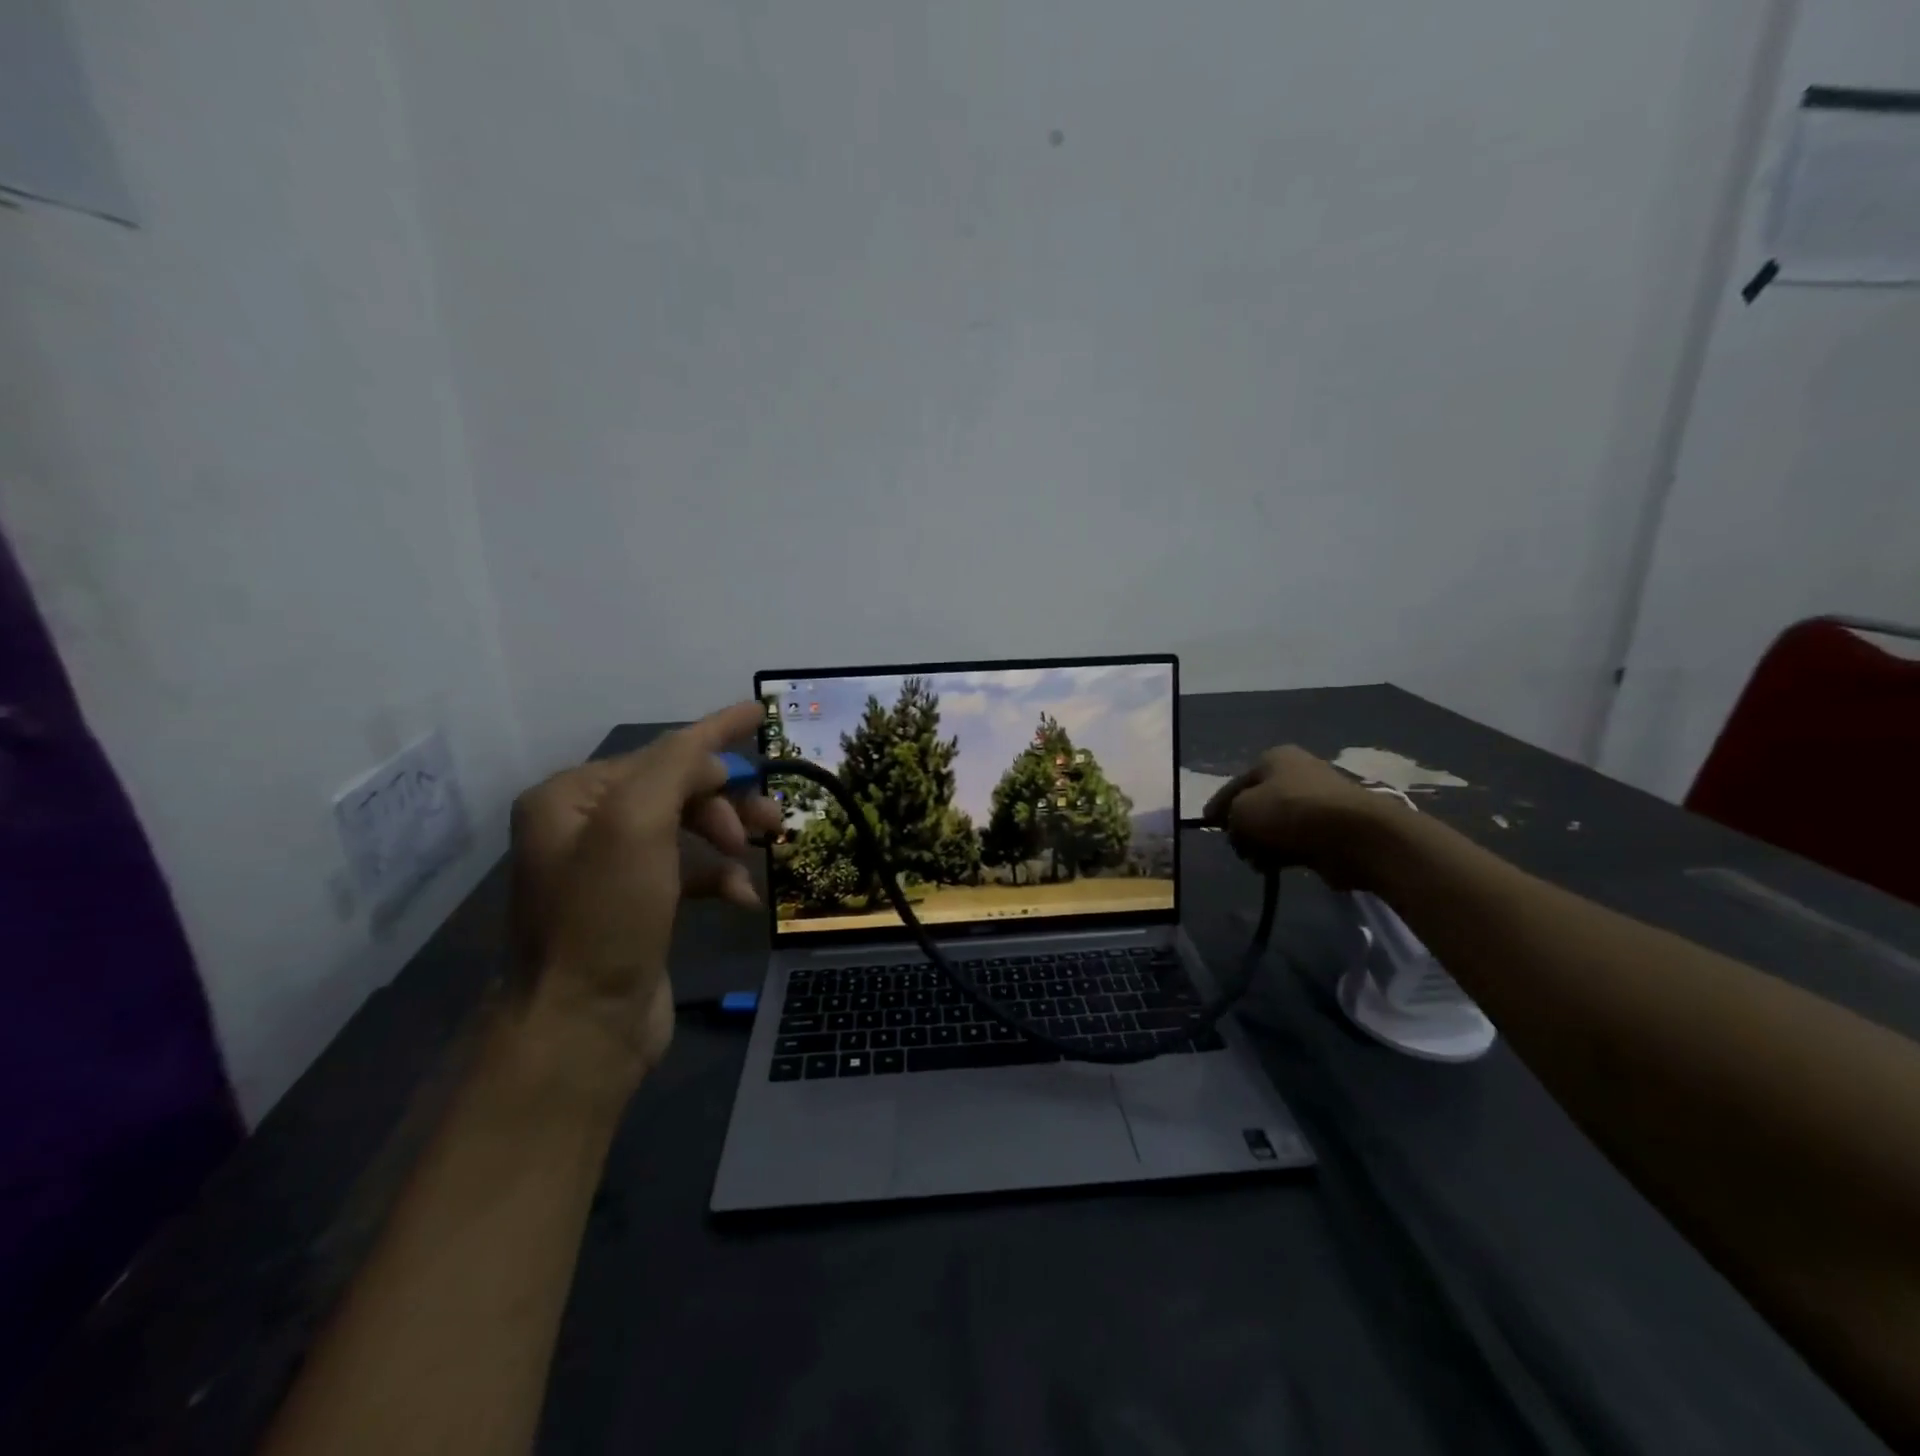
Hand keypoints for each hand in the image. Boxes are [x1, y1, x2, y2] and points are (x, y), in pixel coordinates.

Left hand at [509, 701, 779, 1083]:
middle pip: (676, 789)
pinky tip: (744, 898)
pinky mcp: (638, 906)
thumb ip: (674, 768)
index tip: (760, 714)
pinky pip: (688, 871)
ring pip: (688, 829)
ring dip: (729, 835)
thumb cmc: (607, 916)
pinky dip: (720, 876)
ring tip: (769, 848)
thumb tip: (712, 757)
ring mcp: (612, 869)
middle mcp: (585, 826)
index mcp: (572, 797)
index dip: (714, 734)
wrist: (582, 1026)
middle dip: (727, 799)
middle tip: (770, 821)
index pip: (659, 752)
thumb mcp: (636, 824)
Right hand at [1203, 745, 1400, 887]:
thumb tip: (1238, 828)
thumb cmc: (1290, 813)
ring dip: (1266, 844)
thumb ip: (1230, 817)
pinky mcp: (1336, 826)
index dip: (1219, 806)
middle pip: (1258, 804)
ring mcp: (1320, 799)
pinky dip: (1289, 852)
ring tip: (1262, 862)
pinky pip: (1300, 840)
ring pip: (1278, 825)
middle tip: (1240, 848)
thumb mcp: (1242, 811)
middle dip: (1246, 829)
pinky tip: (1283, 865)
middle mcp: (1298, 772)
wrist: (1356, 836)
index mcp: (1274, 757)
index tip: (1209, 825)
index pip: (1235, 783)